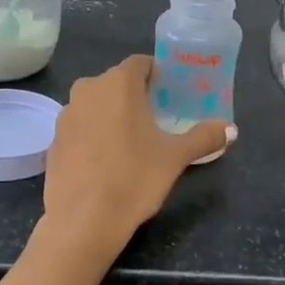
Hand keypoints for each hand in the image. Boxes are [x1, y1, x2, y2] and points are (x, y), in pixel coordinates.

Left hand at [39, 55, 231, 262]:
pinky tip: (107, 161)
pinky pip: (81, 128)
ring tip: (133, 140)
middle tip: (158, 118)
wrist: (82, 221)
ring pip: (96, 105)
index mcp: (118, 82)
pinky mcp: (53, 141)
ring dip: (113, 114)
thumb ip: (204, 137)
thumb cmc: (134, 177)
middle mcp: (88, 89)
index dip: (158, 74)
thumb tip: (231, 129)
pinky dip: (94, 135)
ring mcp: (66, 115)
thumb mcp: (175, 157)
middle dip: (136, 95)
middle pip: (117, 83)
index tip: (171, 92)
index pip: (141, 63)